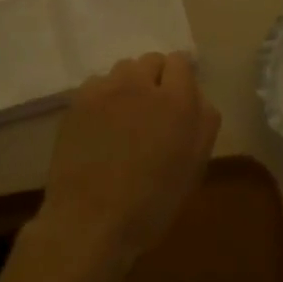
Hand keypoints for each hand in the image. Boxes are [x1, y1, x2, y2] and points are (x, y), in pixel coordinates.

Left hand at [27, 53, 219, 281]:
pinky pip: (98, 84)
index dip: (179, 79)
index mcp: (177, 101)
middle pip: (151, 61)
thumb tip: (197, 97)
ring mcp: (107, 89)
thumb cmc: (151, 203)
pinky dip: (104, 97)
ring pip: (123, 70)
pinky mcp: (79, 100)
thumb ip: (203, 123)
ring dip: (129, 85)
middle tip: (152, 111)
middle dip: (155, 78)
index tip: (177, 101)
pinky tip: (100, 125)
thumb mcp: (194, 167)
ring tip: (125, 117)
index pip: (180, 62)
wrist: (90, 220)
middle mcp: (141, 83)